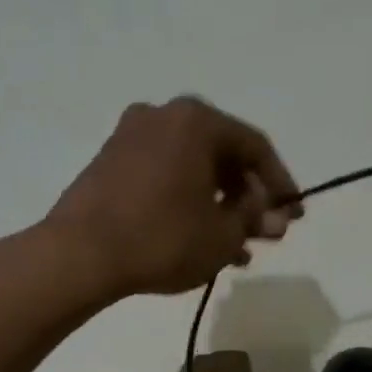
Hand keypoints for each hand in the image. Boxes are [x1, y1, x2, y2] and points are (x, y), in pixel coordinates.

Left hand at [42, 97, 302, 299]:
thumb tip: (276, 217)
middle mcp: (163, 116)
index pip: (254, 148)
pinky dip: (187, 204)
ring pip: (192, 171)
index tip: (293, 214)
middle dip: (248, 198)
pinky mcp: (109, 164)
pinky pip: (164, 178)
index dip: (280, 183)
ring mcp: (131, 138)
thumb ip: (254, 220)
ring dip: (219, 207)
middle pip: (222, 156)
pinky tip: (199, 241)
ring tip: (236, 249)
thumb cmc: (162, 238)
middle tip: (265, 233)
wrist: (79, 254)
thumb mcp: (222, 235)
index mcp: (196, 121)